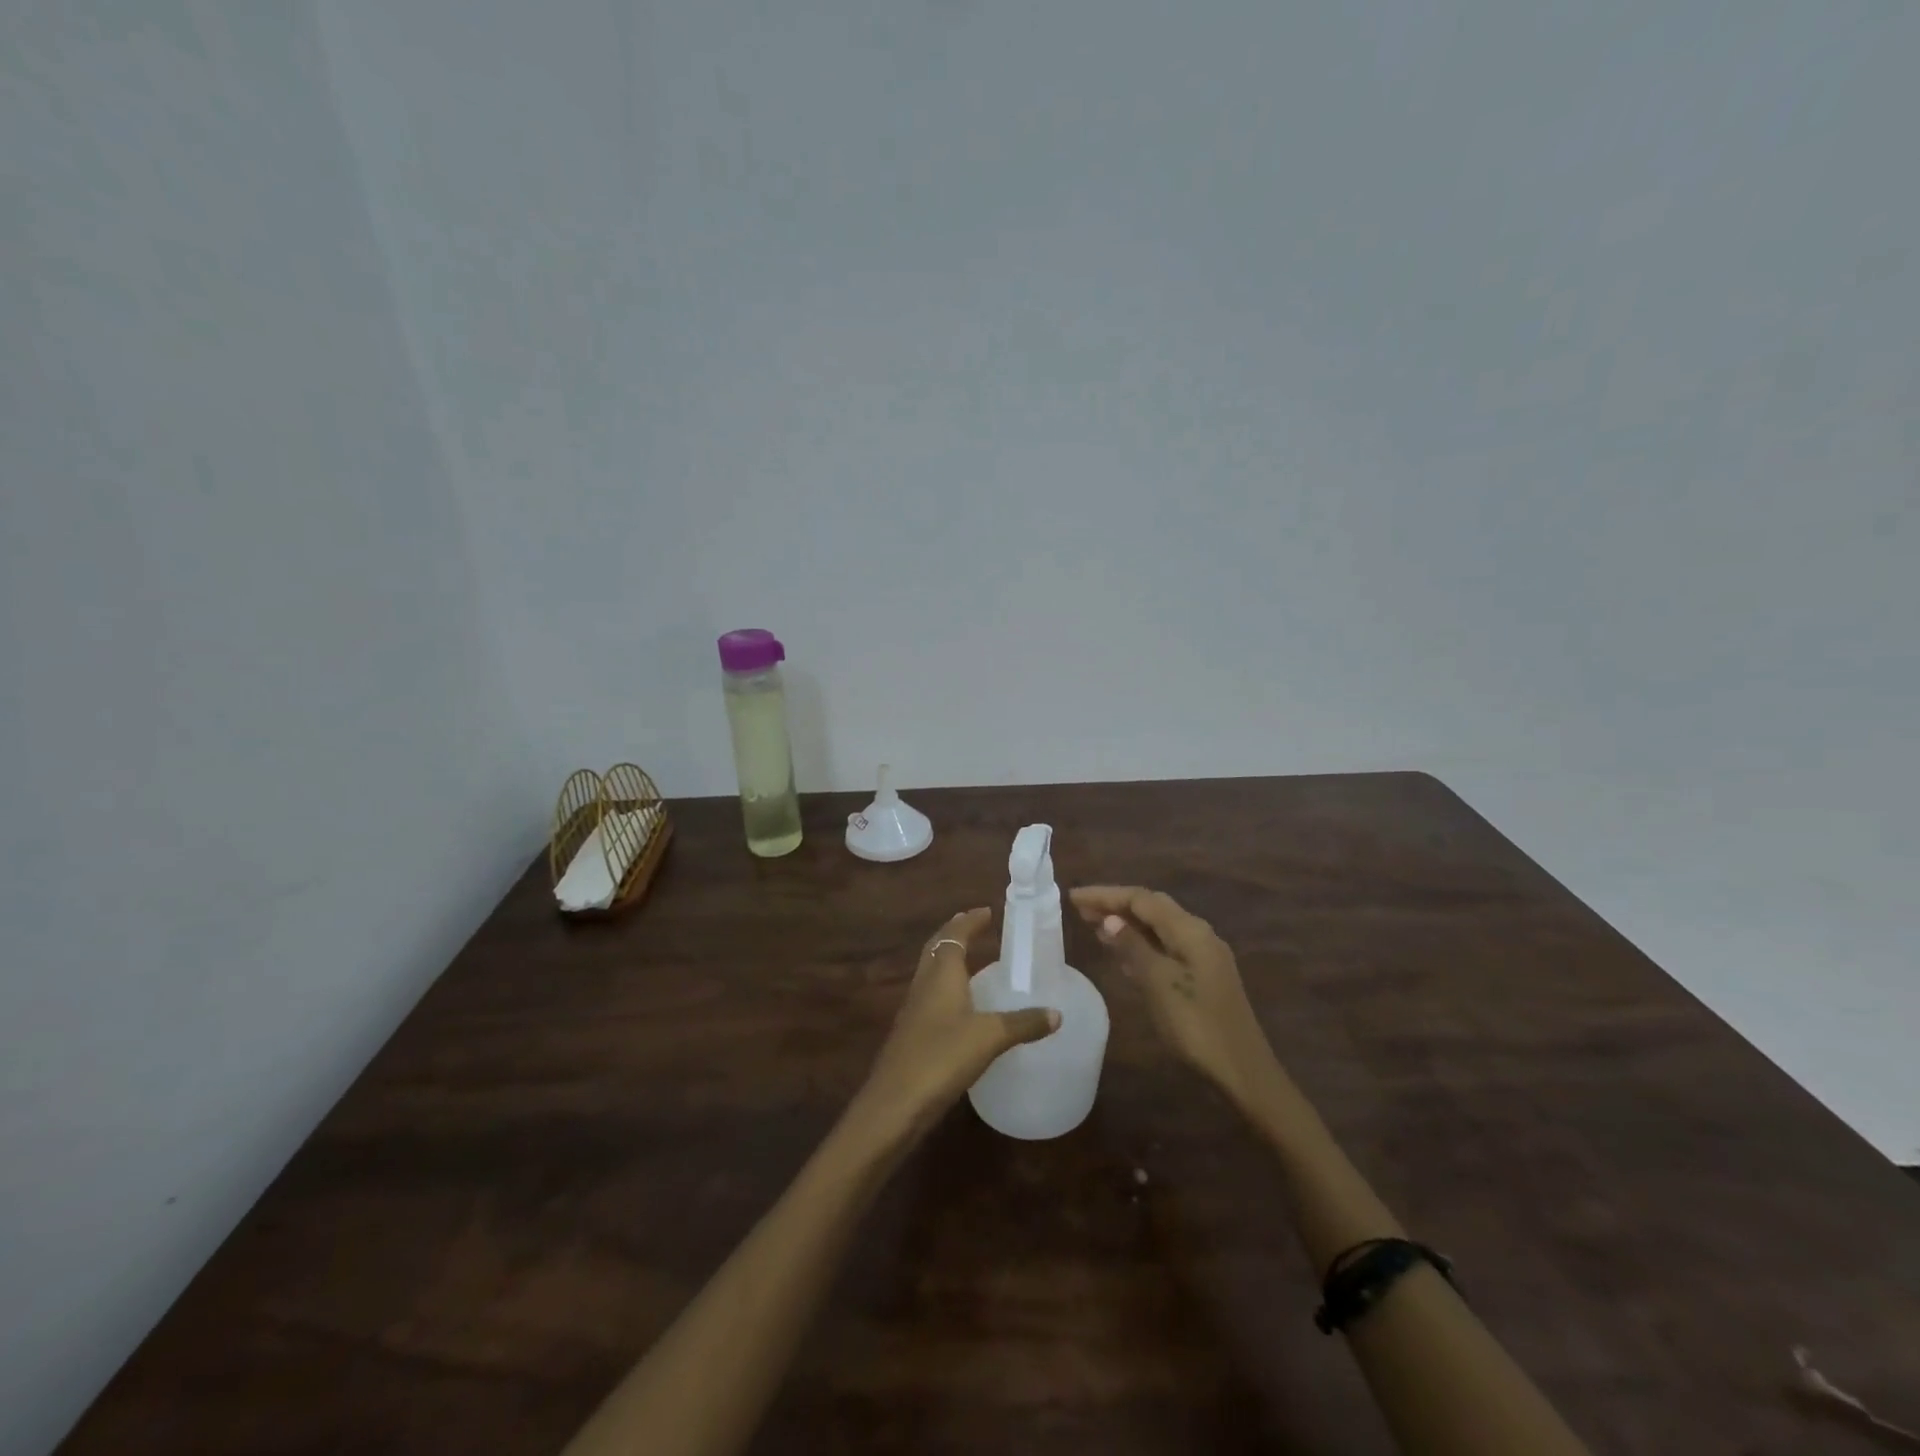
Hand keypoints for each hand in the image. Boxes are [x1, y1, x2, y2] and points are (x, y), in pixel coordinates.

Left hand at [847, 907, 1060, 1149]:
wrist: (894, 1103)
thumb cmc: (941, 1057)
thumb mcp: (990, 1038)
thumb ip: (1023, 1024)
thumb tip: (1057, 1013)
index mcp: (941, 974)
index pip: (954, 935)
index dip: (969, 921)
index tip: (987, 911)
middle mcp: (924, 984)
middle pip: (937, 948)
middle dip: (955, 933)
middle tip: (976, 926)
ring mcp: (914, 1010)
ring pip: (931, 972)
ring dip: (949, 959)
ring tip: (972, 960)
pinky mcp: (911, 1034)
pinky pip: (931, 996)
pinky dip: (946, 988)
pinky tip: (961, 1007)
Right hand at [1069, 885, 1278, 1103]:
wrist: (1241, 1071)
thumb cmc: (1196, 1025)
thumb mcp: (1158, 983)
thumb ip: (1133, 947)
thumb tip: (1110, 918)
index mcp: (1190, 930)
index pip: (1141, 899)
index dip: (1106, 895)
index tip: (1073, 897)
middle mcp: (1198, 934)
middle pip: (1151, 908)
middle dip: (1115, 905)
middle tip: (1080, 909)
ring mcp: (1203, 956)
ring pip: (1158, 928)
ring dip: (1127, 924)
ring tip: (1094, 926)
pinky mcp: (1202, 976)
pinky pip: (1165, 947)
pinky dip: (1140, 945)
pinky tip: (1122, 956)